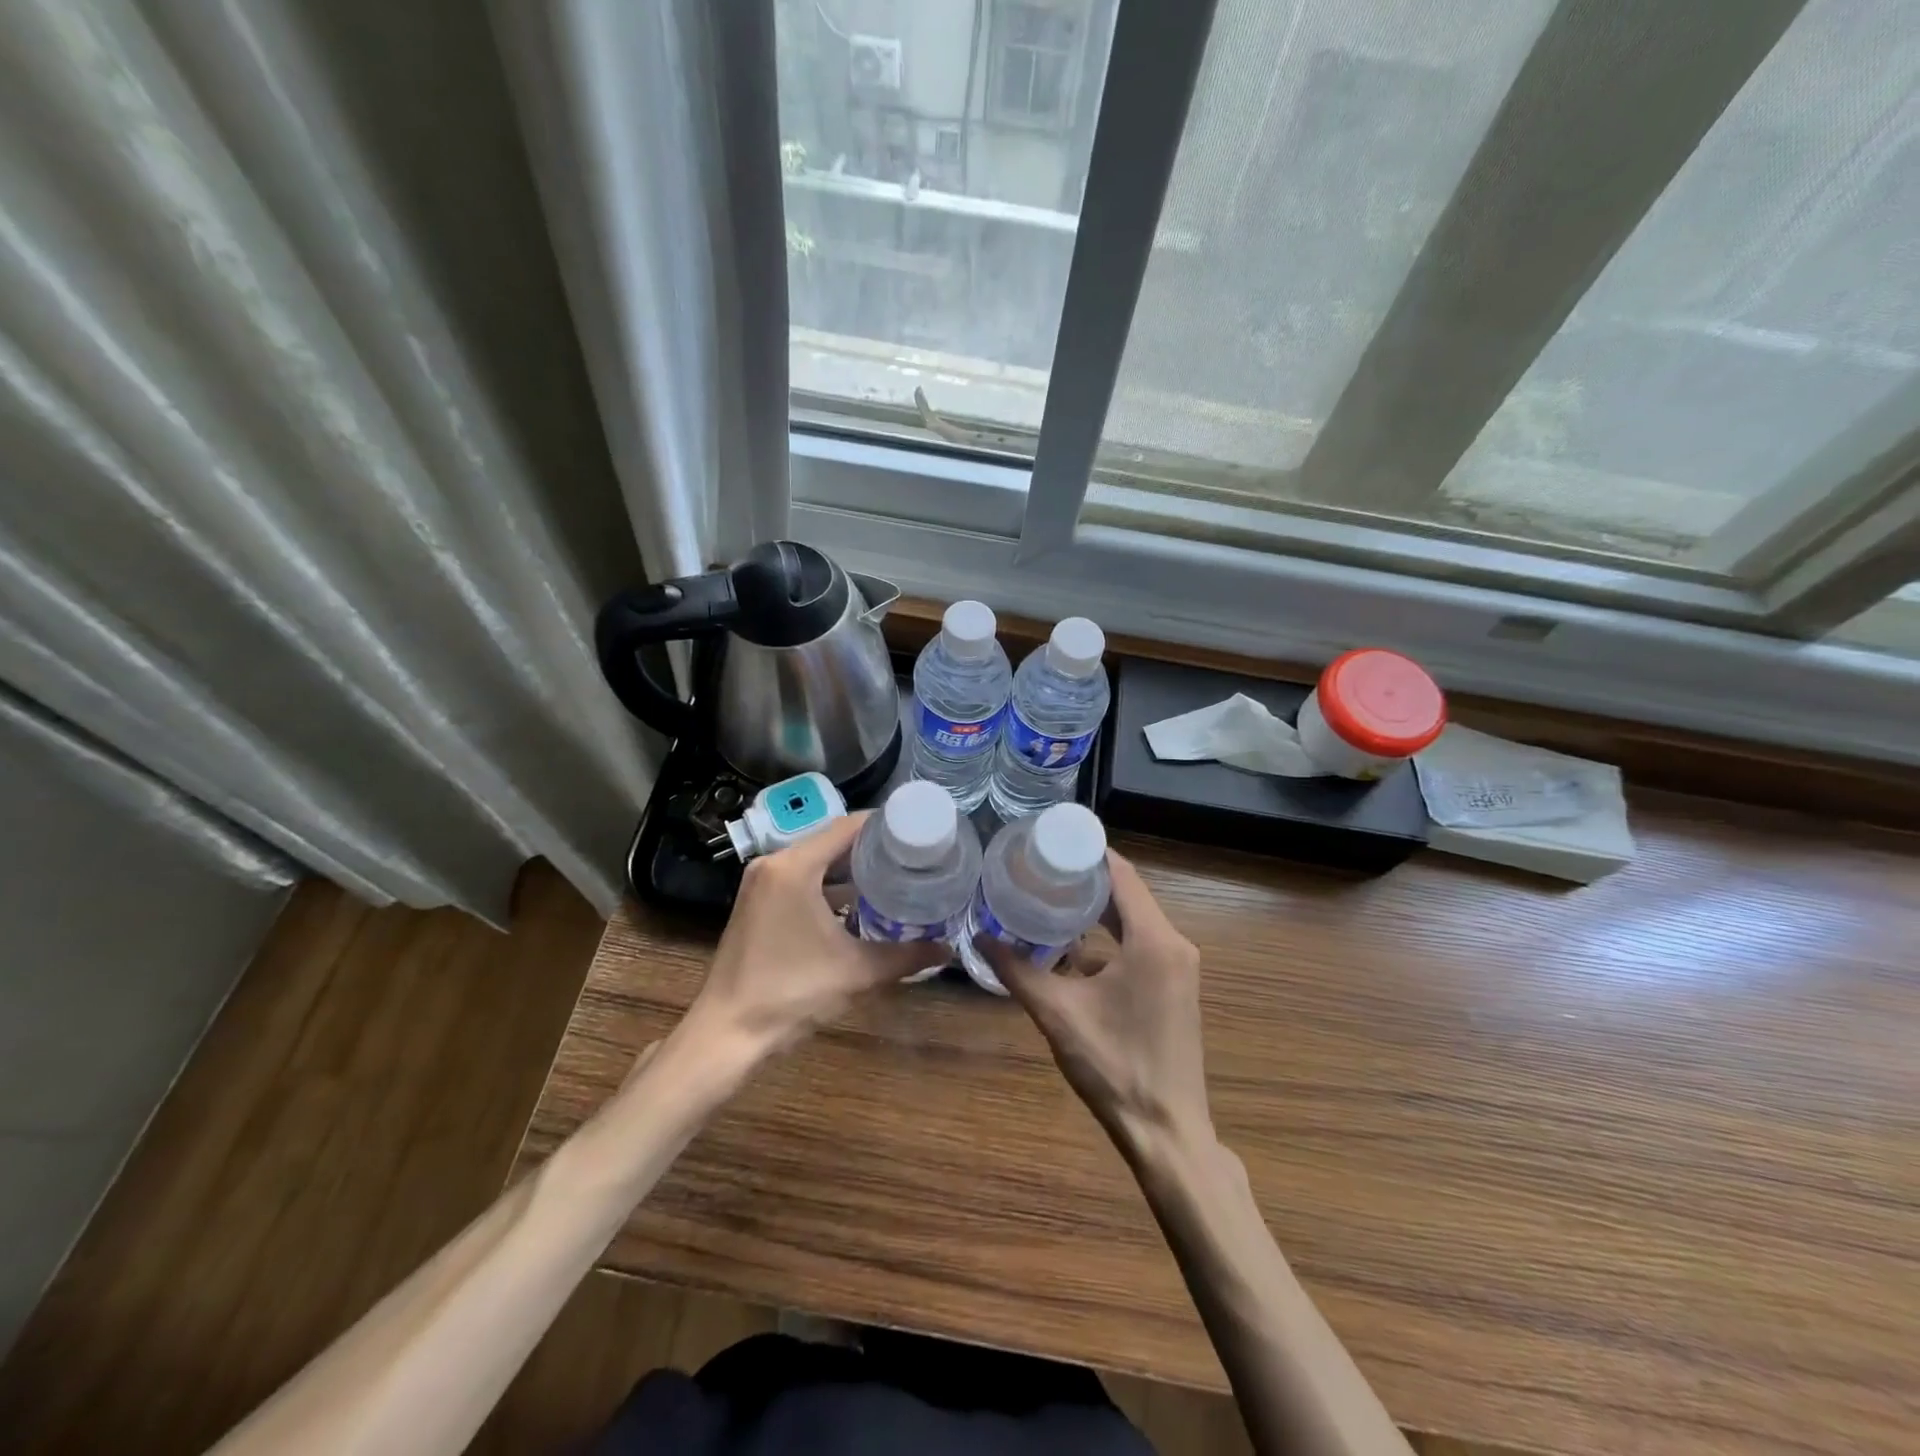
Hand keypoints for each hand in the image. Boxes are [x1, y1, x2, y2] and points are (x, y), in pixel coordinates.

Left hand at [690, 812, 949, 1057]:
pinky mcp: (757, 903)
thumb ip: (906, 957)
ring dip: (851, 868)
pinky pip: (801, 879)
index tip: (919, 832)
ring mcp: (761, 883)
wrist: (728, 1033)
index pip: (847, 827)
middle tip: (913, 856)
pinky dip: (829, 885)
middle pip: (832, 840)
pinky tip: (859, 903)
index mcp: (794, 867)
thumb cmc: (792, 993)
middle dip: (872, 847)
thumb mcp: (857, 972)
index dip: (885, 825)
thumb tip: (947, 951)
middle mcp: (774, 864)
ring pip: (816, 861)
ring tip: (894, 875)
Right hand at [978, 851, 1210, 1153]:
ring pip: (1134, 920)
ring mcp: (1179, 967)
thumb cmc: (1114, 1066)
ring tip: (1048, 898)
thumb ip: (1017, 971)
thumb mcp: (1058, 1014)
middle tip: (1039, 867)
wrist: (1166, 1132)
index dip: (1087, 852)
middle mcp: (1173, 944)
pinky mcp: (1175, 987)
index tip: (1049, 839)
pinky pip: (1141, 944)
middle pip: (1127, 894)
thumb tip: (980, 936)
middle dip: (1084, 879)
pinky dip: (1108, 938)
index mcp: (1153, 940)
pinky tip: (1070, 949)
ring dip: (1096, 910)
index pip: (1121, 874)